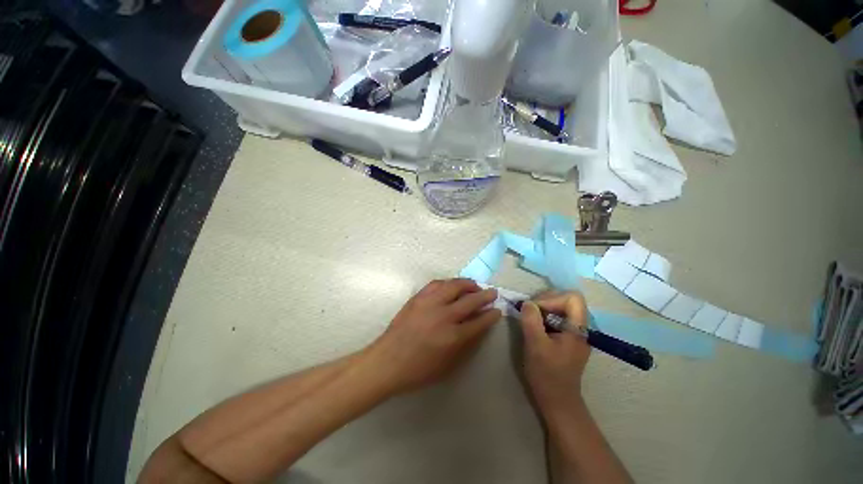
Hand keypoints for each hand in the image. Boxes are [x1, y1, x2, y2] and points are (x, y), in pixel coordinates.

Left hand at [363, 279, 500, 395]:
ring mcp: (429, 303)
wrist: (388, 361)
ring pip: (453, 286)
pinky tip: (452, 285)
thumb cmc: (418, 370)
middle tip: (492, 292)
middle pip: (470, 300)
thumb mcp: (448, 365)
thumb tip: (478, 327)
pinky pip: (436, 283)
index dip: (491, 315)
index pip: (479, 322)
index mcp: (452, 337)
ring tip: (474, 285)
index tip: (497, 310)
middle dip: (485, 295)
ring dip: (467, 284)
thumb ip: (465, 345)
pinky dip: (448, 282)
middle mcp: (443, 315)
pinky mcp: (418, 298)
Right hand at [519, 291, 590, 412]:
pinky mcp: (567, 338)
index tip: (535, 310)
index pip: (573, 298)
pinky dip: (543, 317)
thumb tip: (527, 302)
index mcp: (579, 329)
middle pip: (566, 300)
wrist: (557, 400)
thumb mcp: (535, 345)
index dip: (552, 298)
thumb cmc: (547, 374)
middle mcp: (581, 328)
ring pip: (560, 308)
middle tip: (529, 312)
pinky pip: (557, 318)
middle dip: (545, 302)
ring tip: (529, 319)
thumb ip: (531, 320)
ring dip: (543, 309)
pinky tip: (534, 326)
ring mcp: (574, 333)